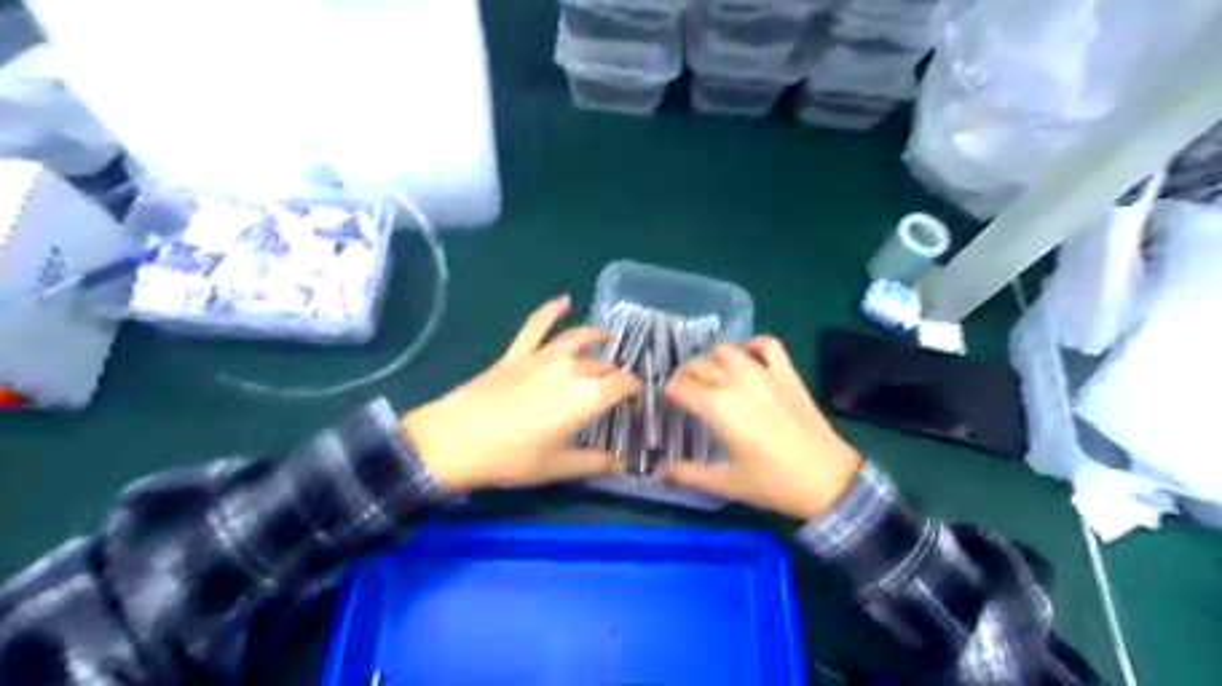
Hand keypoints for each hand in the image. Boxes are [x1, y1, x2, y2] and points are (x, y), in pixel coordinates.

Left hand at [402, 298, 640, 490]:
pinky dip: (551, 310)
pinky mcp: (517, 353)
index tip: (635, 401)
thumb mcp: (558, 467)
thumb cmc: (510, 459)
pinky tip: (564, 300)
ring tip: (609, 339)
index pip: (623, 384)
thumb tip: (624, 465)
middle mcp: (571, 368)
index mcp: (587, 397)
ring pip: (579, 338)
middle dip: (615, 373)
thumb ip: (596, 463)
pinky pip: (537, 325)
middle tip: (618, 387)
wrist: (453, 441)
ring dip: (597, 336)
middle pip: (603, 364)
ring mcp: (542, 356)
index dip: (634, 390)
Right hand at [659, 334, 856, 519]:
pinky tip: (749, 360)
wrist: (827, 480)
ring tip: (715, 376)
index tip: (670, 404)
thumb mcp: (725, 483)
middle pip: (697, 365)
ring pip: (726, 349)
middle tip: (689, 393)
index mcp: (716, 406)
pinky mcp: (787, 371)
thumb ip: (687, 475)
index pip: (678, 387)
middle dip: (687, 377)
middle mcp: (735, 381)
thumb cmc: (773, 482)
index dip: (669, 394)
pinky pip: (766, 343)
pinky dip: (752, 345)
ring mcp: (763, 372)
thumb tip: (660, 472)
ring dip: (714, 359)